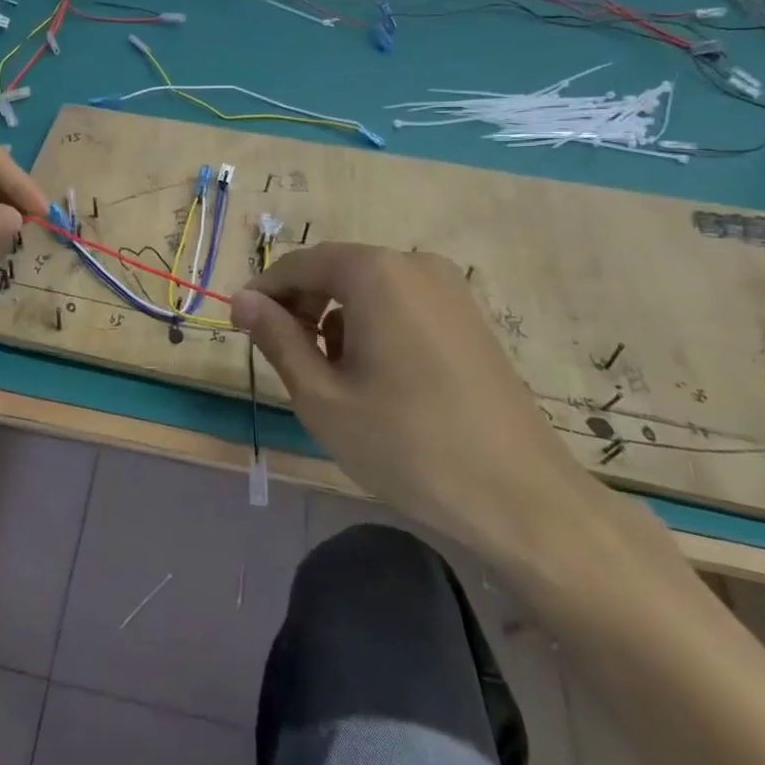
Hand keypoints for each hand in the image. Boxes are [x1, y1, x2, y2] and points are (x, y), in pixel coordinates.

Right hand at [233, 243, 601, 563]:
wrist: (523, 499)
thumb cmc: (407, 445)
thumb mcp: (322, 395)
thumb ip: (276, 338)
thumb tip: (243, 300)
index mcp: (375, 272)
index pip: (299, 265)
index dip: (264, 293)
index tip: (240, 327)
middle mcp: (414, 264)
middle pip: (336, 271)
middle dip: (302, 308)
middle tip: (286, 359)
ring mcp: (449, 288)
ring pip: (368, 289)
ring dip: (337, 320)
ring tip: (335, 378)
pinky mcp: (469, 316)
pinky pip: (402, 304)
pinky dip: (374, 326)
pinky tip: (380, 379)